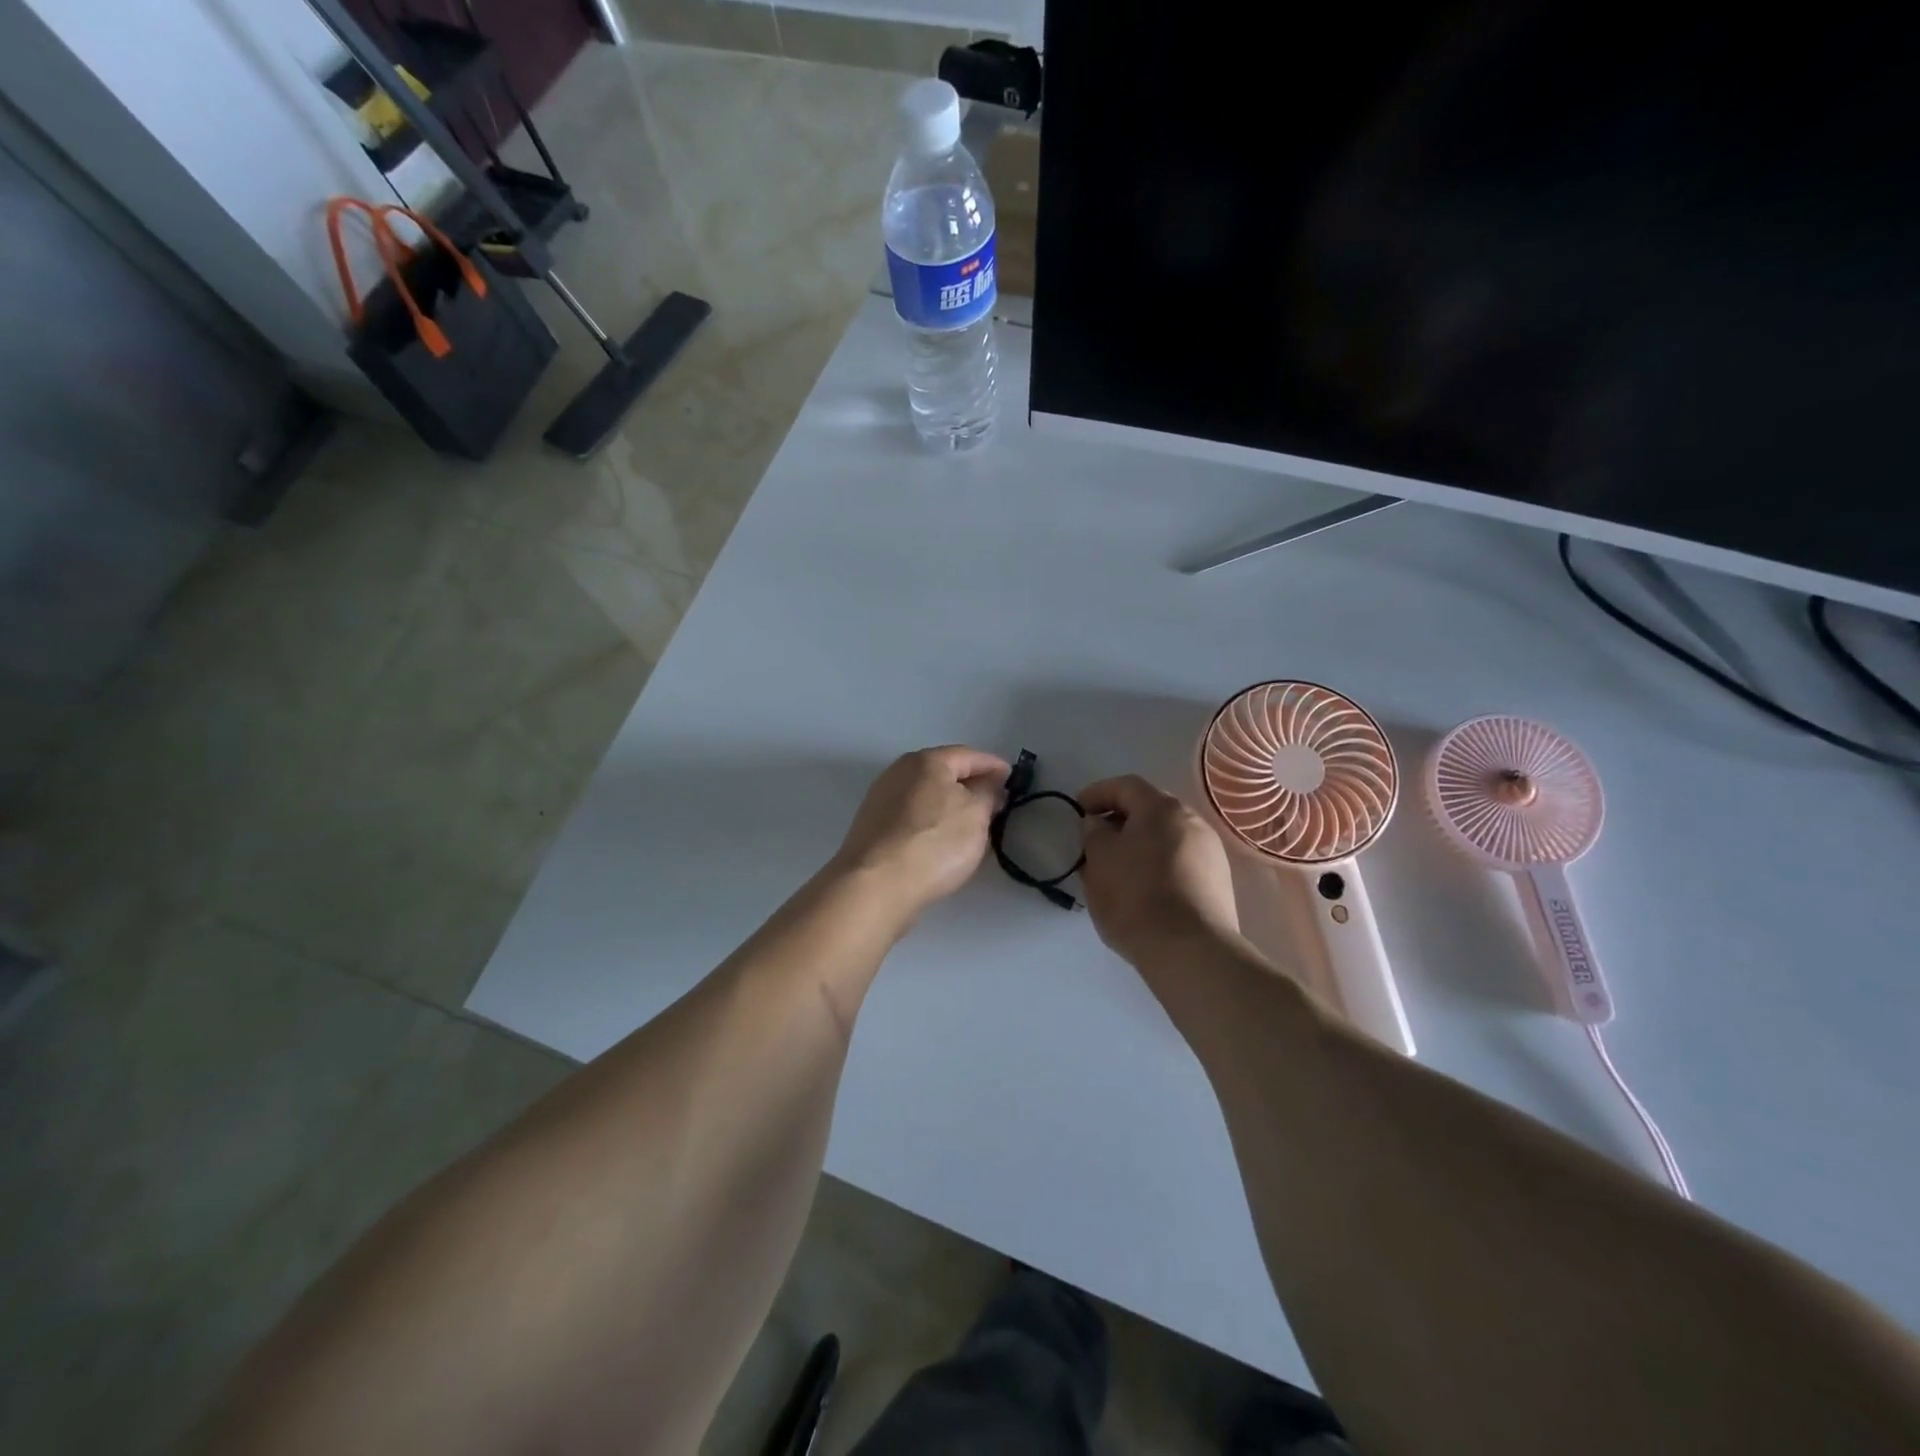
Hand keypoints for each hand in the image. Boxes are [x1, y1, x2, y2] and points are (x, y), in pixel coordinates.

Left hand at [832, 746, 1008, 925]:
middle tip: (994, 800)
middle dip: (970, 783)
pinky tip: (940, 838)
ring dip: (948, 803)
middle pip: (943, 771)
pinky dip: (930, 820)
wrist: (875, 885)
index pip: (969, 755)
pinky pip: (911, 816)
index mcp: (927, 760)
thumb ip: (988, 794)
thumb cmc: (934, 843)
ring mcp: (881, 799)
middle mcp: (899, 771)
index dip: (994, 765)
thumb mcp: (976, 815)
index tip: (1013, 778)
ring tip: (970, 822)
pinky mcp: (872, 827)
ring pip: (925, 794)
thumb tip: (989, 785)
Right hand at [1078, 774, 1239, 966]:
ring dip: (1140, 844)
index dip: (1097, 793)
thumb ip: (1093, 833)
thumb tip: (1099, 824)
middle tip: (1095, 839)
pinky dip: (1157, 865)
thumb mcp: (1099, 860)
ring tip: (1116, 868)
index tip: (1077, 810)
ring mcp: (1211, 853)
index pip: (1126, 786)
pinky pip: (1179, 862)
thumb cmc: (1136, 897)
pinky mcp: (1218, 884)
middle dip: (1120, 819)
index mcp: (1162, 808)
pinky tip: (1142, 889)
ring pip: (1166, 837)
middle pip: (1150, 810)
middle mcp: (1193, 822)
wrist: (1190, 951)